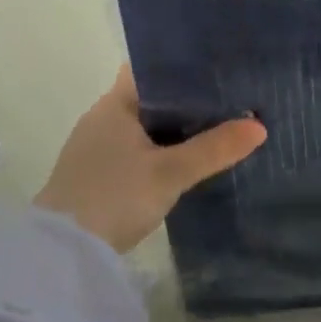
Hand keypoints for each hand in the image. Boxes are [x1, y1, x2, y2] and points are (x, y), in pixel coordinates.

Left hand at [34, 66, 266, 252]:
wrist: (61, 257)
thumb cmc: (113, 197)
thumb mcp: (170, 173)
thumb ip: (214, 149)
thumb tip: (259, 126)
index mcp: (114, 103)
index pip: (150, 68)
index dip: (180, 64)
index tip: (215, 66)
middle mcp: (101, 118)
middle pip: (149, 97)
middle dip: (183, 98)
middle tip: (227, 97)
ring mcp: (94, 148)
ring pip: (141, 126)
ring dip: (170, 128)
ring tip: (213, 126)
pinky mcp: (93, 176)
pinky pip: (133, 150)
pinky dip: (156, 150)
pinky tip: (180, 161)